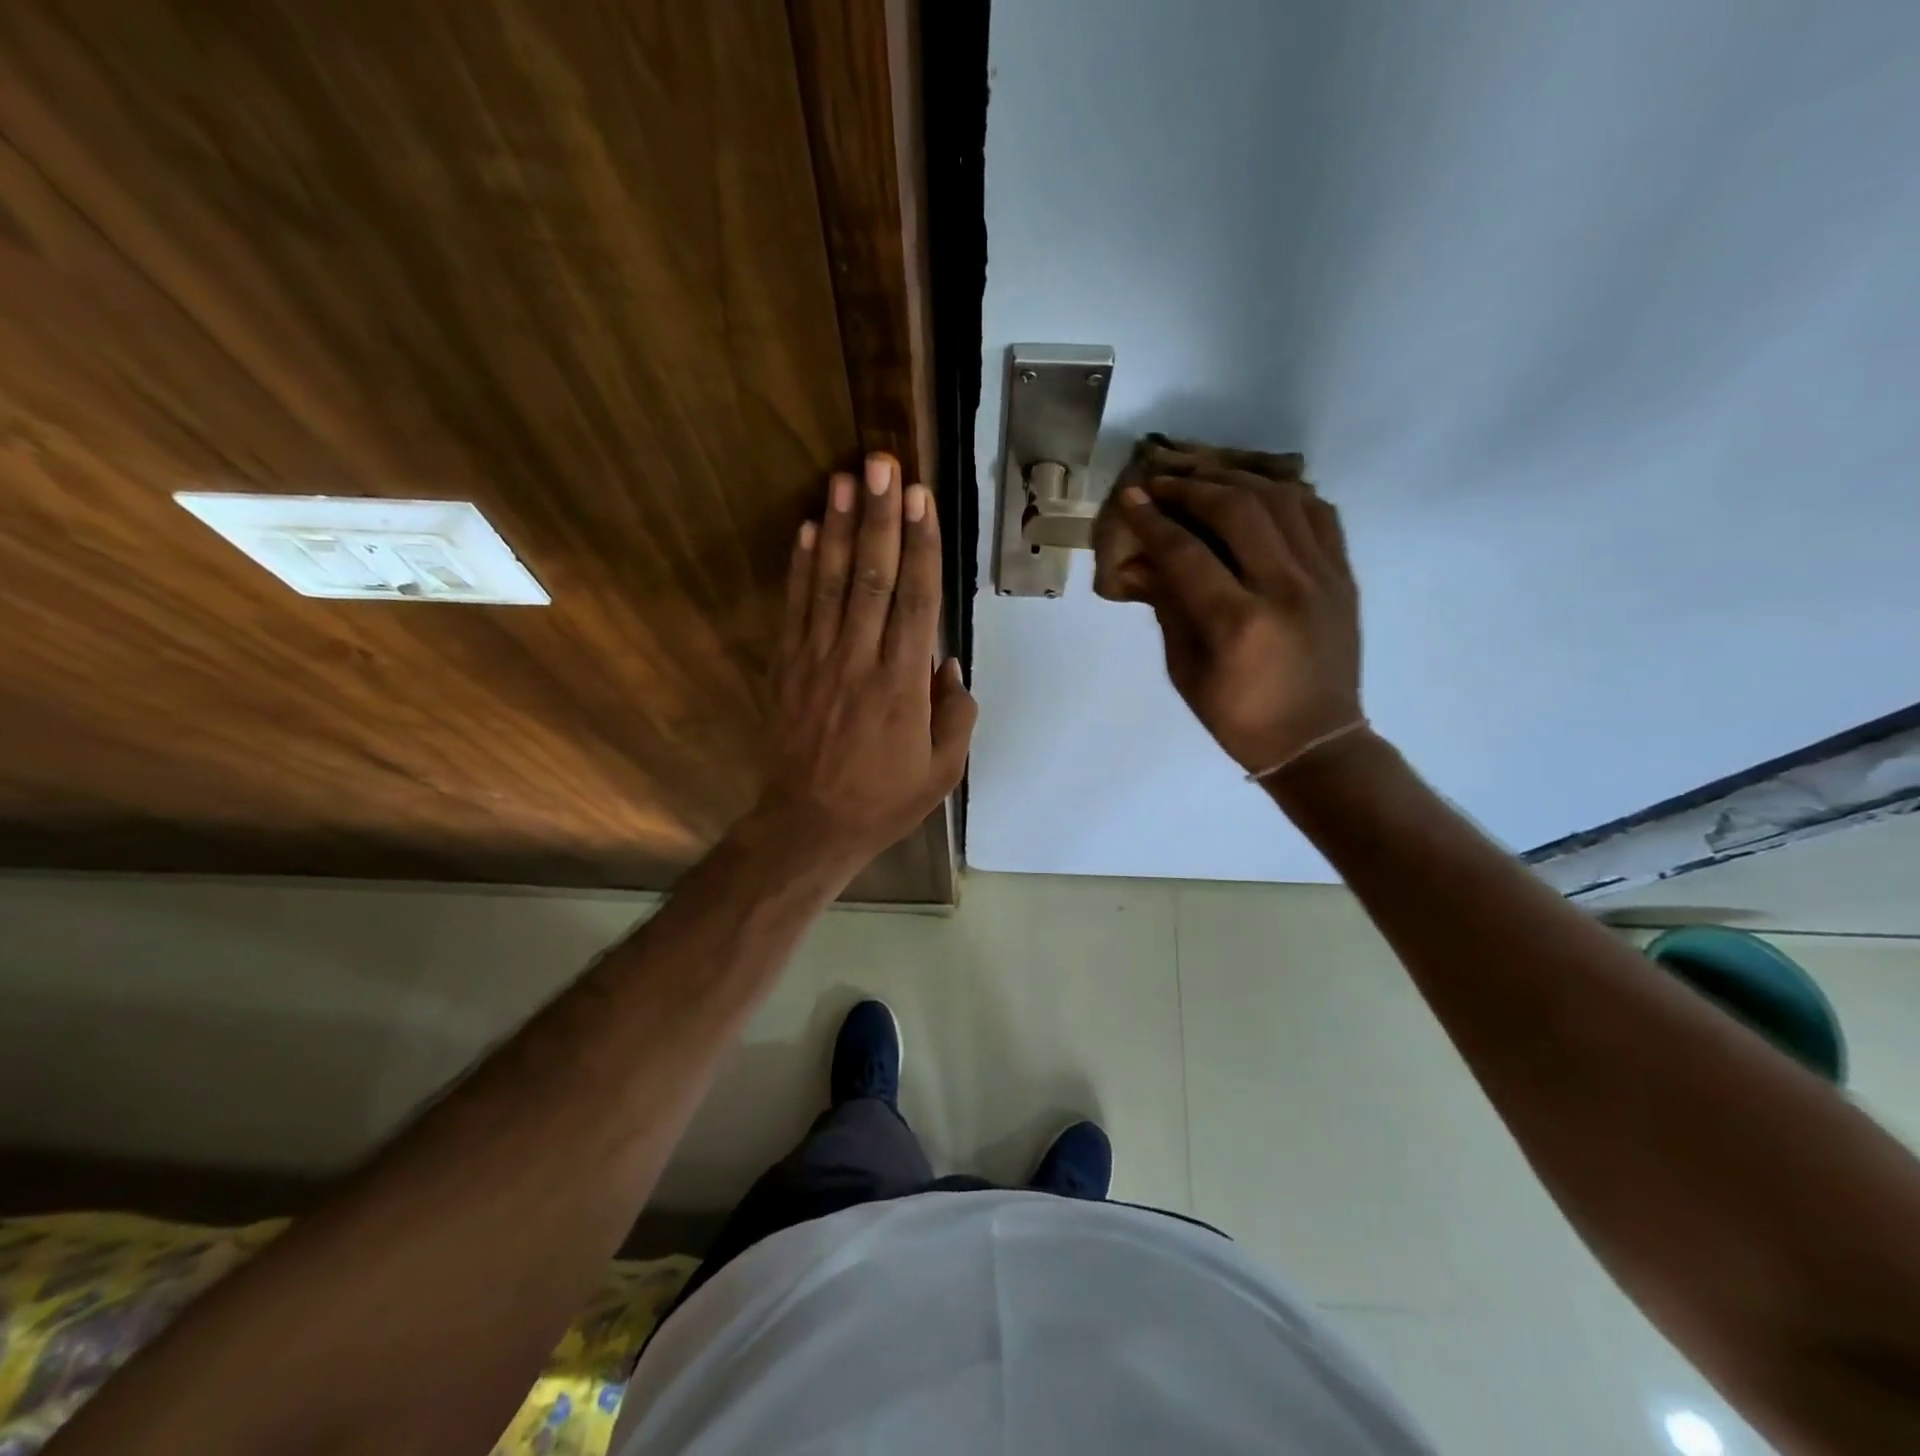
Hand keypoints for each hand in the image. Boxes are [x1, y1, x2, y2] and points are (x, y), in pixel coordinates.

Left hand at [754, 453, 976, 865]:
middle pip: (872, 577)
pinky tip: (804, 529)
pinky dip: (799, 567)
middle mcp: (859, 661)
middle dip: (880, 517)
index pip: (916, 600)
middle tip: (884, 463)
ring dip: (837, 527)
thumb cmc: (883, 800)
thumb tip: (948, 663)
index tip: (922, 499)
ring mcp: (817, 661)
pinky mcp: (787, 668)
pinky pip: (795, 608)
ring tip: (845, 478)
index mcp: (903, 684)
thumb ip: (956, 714)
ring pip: (829, 583)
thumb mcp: (942, 770)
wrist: (810, 825)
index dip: (921, 546)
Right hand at [1118, 473, 1362, 776]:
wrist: (1315, 741)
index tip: (1131, 497)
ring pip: (1281, 499)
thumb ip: (1167, 607)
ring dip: (1236, 479)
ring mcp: (1322, 577)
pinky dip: (1284, 494)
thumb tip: (1140, 562)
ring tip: (1205, 478)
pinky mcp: (1343, 575)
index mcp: (1237, 622)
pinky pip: (1318, 512)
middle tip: (1162, 483)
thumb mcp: (1185, 669)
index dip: (1153, 521)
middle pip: (1236, 509)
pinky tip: (1258, 493)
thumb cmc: (1237, 716)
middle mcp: (1285, 588)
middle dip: (1191, 488)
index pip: (1186, 552)